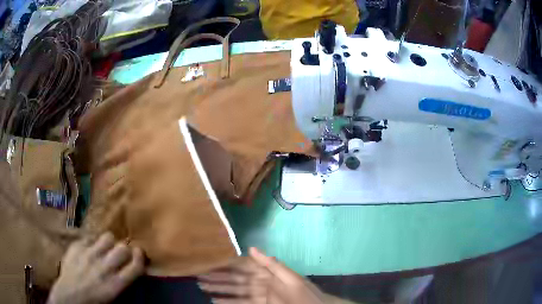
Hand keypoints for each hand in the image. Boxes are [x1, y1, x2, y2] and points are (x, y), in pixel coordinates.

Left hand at [47, 232, 143, 303]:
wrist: (69, 295)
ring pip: (107, 237)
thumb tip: (128, 266)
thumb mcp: (112, 295)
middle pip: (123, 248)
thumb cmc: (93, 300)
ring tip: (105, 247)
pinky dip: (92, 242)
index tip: (139, 253)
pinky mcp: (77, 246)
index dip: (140, 257)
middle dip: (124, 249)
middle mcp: (105, 267)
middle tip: (120, 253)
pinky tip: (89, 249)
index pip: (135, 266)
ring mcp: (89, 254)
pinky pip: (89, 237)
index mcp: (116, 283)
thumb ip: (121, 280)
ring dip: (109, 242)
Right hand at [198, 247, 326, 303]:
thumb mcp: (290, 277)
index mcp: (266, 274)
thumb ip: (271, 264)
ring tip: (203, 287)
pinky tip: (216, 301)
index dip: (227, 265)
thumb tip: (250, 248)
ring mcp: (257, 296)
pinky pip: (240, 303)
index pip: (243, 267)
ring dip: (219, 289)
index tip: (211, 262)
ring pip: (234, 291)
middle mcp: (258, 284)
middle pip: (234, 280)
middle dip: (218, 278)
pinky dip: (227, 302)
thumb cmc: (304, 293)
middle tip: (200, 276)